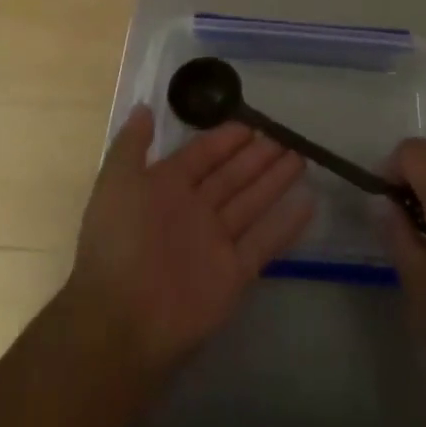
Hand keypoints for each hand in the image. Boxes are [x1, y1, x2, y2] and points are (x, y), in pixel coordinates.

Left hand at [65, 106, 314, 373]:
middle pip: (232, 176)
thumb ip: (131, 145)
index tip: (252, 124)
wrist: (121, 320)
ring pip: (251, 203)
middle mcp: (193, 212)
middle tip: (287, 137)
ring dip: (275, 181)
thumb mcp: (116, 182)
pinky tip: (309, 202)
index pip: (202, 156)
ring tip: (301, 158)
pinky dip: (286, 223)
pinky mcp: (233, 274)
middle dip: (257, 157)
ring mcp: (215, 243)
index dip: (225, 139)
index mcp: (165, 188)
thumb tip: (144, 107)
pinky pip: (264, 242)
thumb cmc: (119, 242)